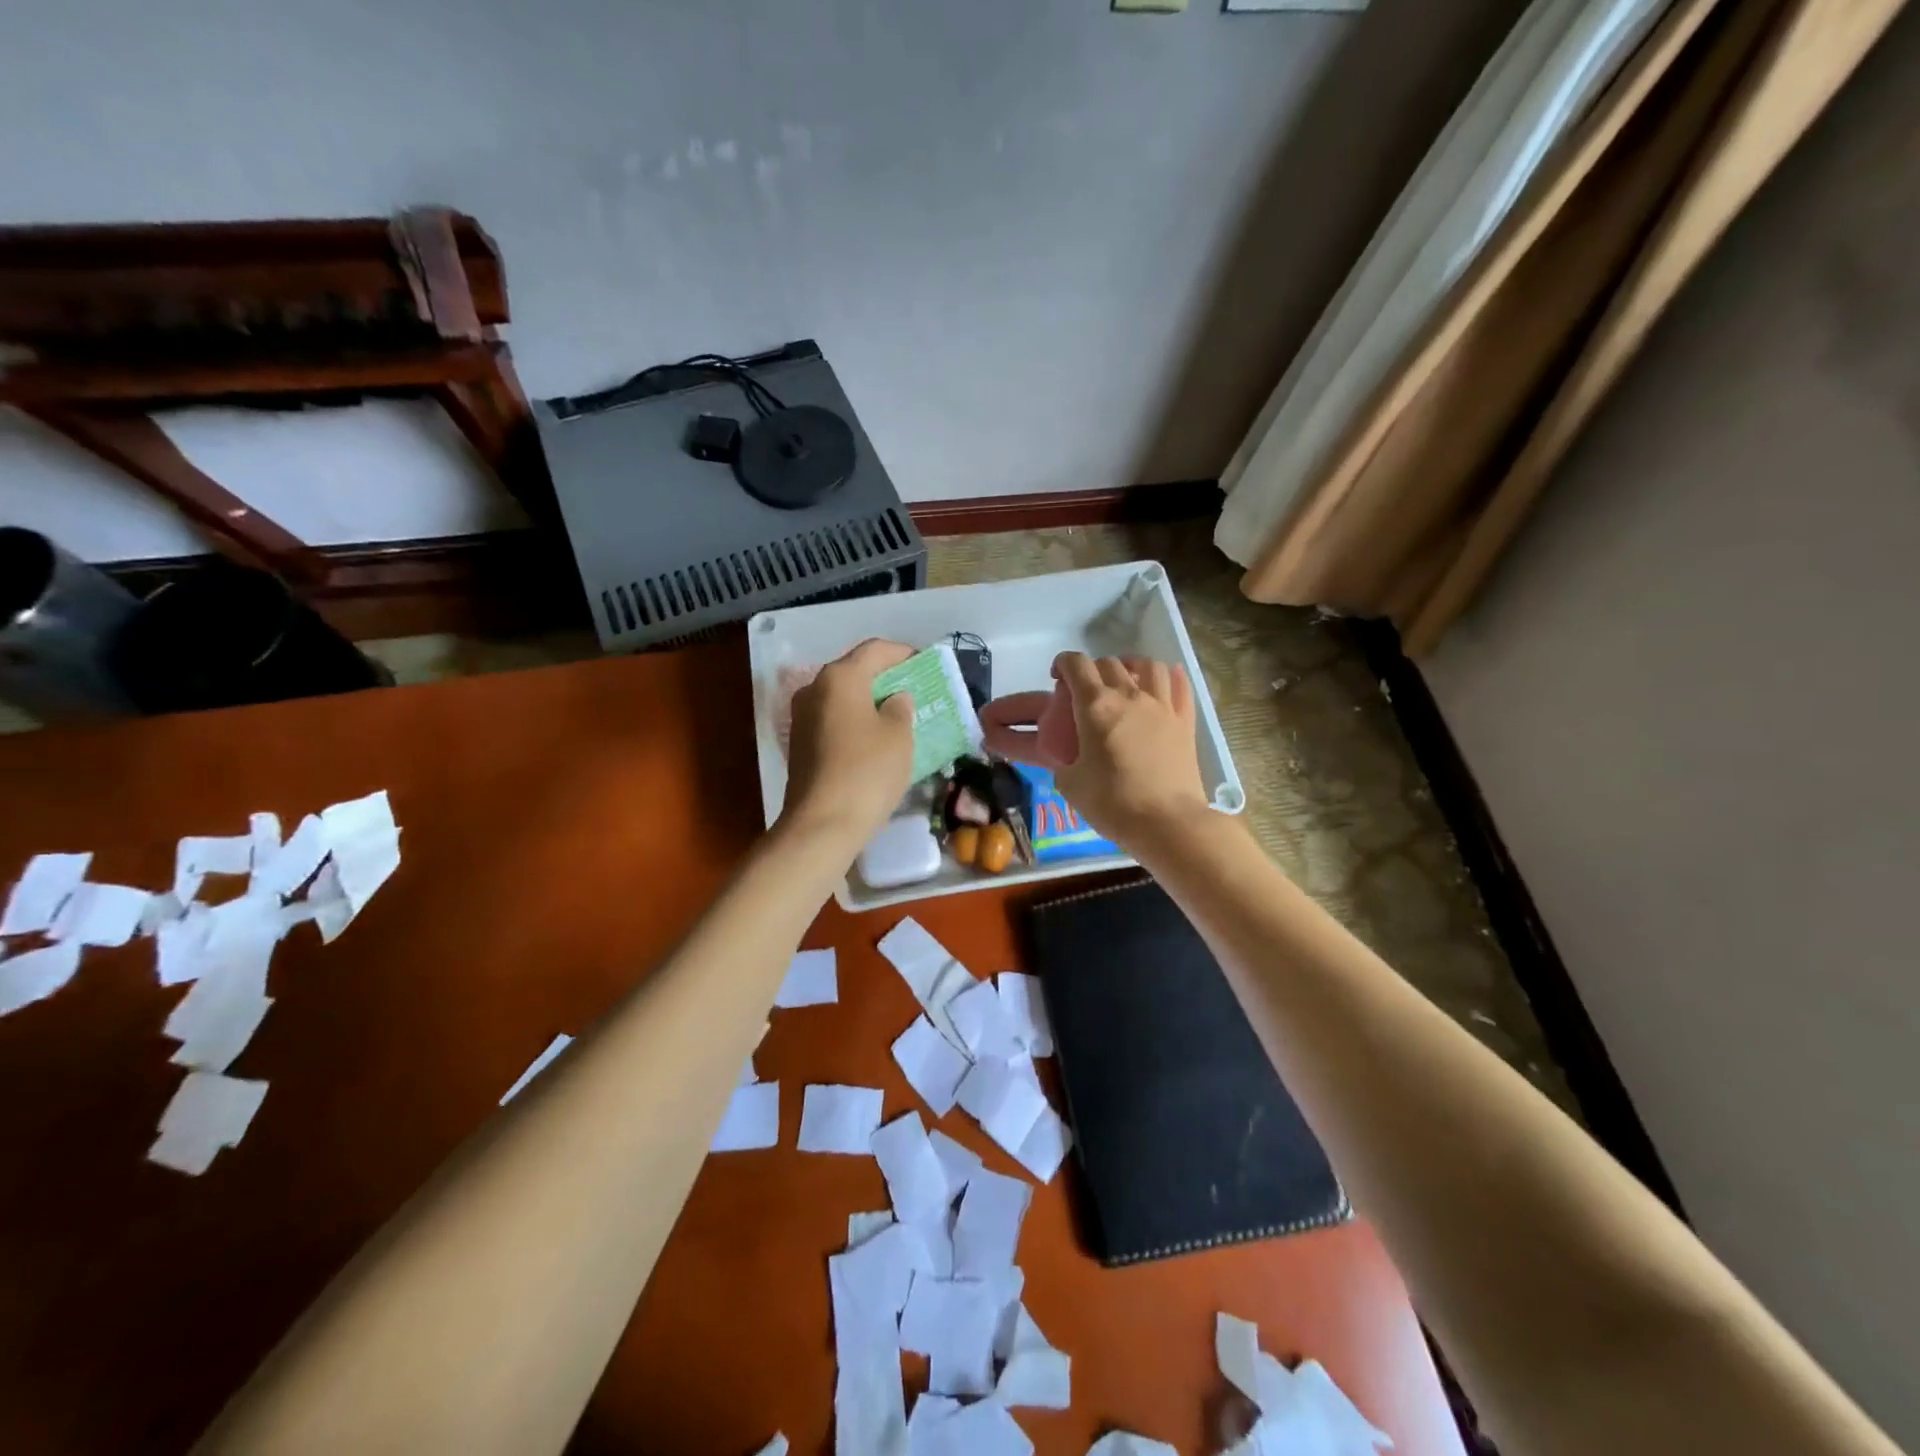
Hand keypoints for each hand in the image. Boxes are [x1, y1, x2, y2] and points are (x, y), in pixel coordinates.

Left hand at [781, 639, 915, 844]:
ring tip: (896, 717)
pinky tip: (873, 740)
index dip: (903, 653)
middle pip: (854, 672)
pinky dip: (854, 722)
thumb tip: (894, 699)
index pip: (875, 650)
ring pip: (842, 698)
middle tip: (913, 691)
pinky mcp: (799, 744)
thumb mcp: (898, 735)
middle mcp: (814, 689)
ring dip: (868, 702)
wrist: (822, 824)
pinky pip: (833, 720)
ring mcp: (802, 718)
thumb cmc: (868, 771)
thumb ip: (900, 708)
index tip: (924, 664)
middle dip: (884, 678)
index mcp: (840, 677)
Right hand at [980, 652, 1211, 848]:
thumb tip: (1071, 761)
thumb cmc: (1113, 803)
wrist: (1167, 822)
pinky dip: (1169, 677)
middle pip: (1108, 663)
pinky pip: (1180, 685)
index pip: (1076, 665)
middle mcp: (1129, 696)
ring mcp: (1162, 706)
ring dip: (1131, 665)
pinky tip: (1163, 683)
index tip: (1057, 677)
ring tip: (1125, 679)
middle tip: (1085, 689)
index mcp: (1096, 707)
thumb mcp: (1070, 785)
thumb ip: (1065, 762)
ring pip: (1148, 665)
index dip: (1062, 663)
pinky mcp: (1185, 721)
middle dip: (1092, 669)